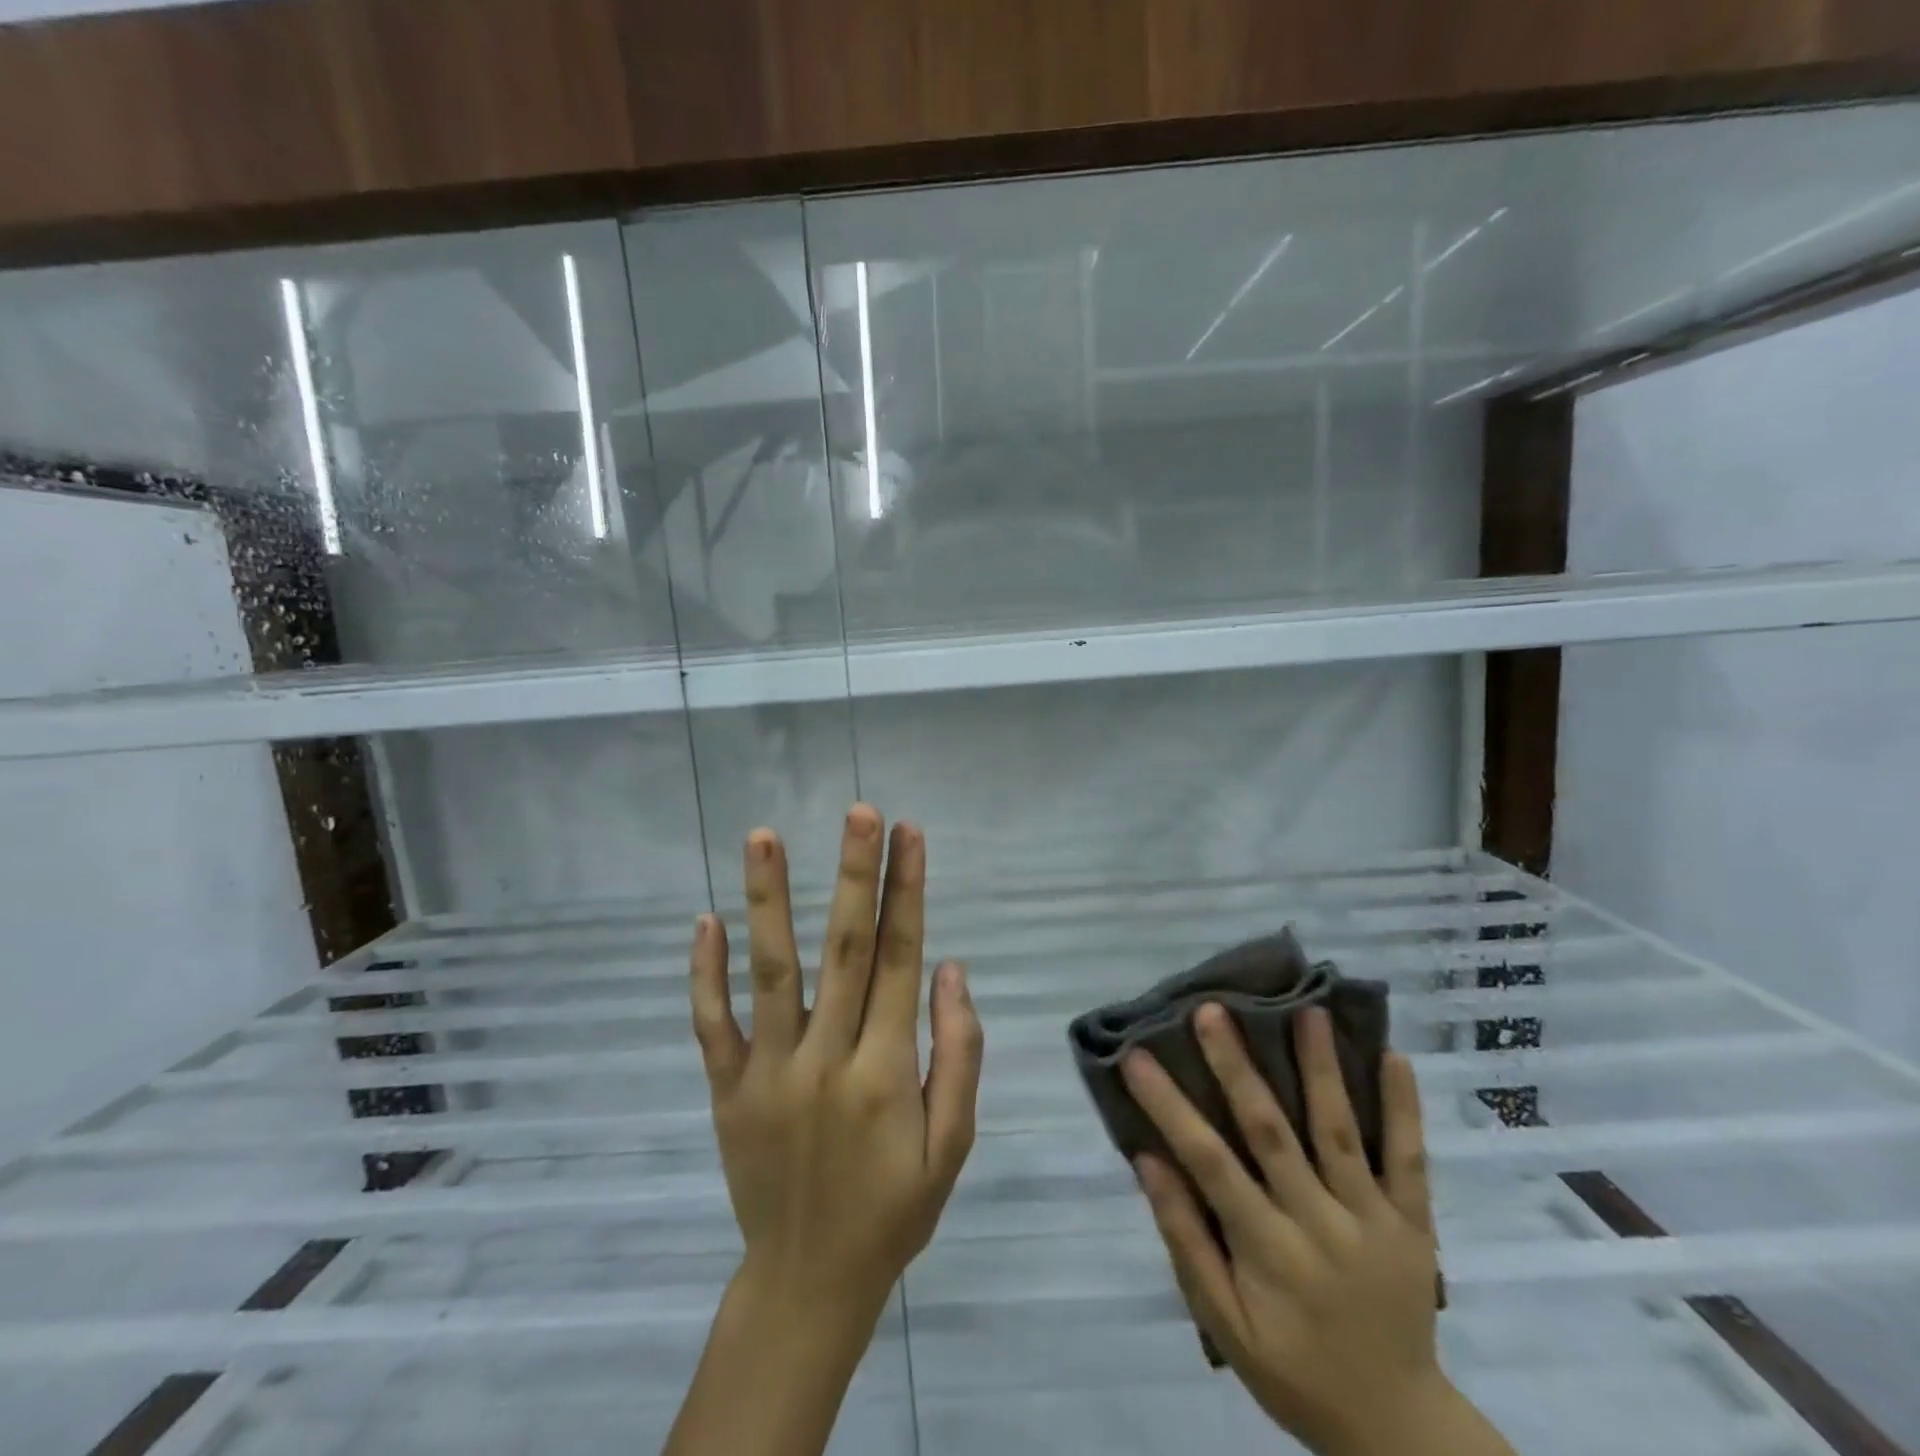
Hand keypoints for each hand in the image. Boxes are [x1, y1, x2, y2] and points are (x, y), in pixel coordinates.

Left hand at [688, 805, 984, 1329]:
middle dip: (854, 873)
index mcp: (886, 1070)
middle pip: (844, 949)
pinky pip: (711, 1025)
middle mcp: (825, 1058)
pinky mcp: (727, 1089)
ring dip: (768, 899)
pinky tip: (705, 920)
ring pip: (770, 972)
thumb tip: (952, 969)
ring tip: (763, 836)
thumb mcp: (951, 1144)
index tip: (909, 833)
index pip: (901, 958)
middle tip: (858, 810)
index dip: (908, 890)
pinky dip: (705, 973)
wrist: (808, 1282)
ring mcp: (768, 1072)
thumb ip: (958, 1054)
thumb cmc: (893, 1209)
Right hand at [1125, 1005, 1511, 1455]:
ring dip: (1321, 1068)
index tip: (1136, 1055)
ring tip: (1306, 1009)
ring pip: (1340, 1132)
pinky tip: (1395, 1056)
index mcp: (1268, 1250)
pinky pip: (1411, 1161)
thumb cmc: (1294, 1370)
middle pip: (1272, 1132)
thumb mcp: (1225, 1325)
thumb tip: (1148, 1161)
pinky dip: (1404, 1108)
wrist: (1398, 1427)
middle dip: (1237, 1066)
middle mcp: (1319, 1223)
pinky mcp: (1414, 1224)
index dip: (1169, 1105)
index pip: (1208, 1163)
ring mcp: (1372, 1219)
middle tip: (1212, 1009)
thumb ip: (1186, 1241)